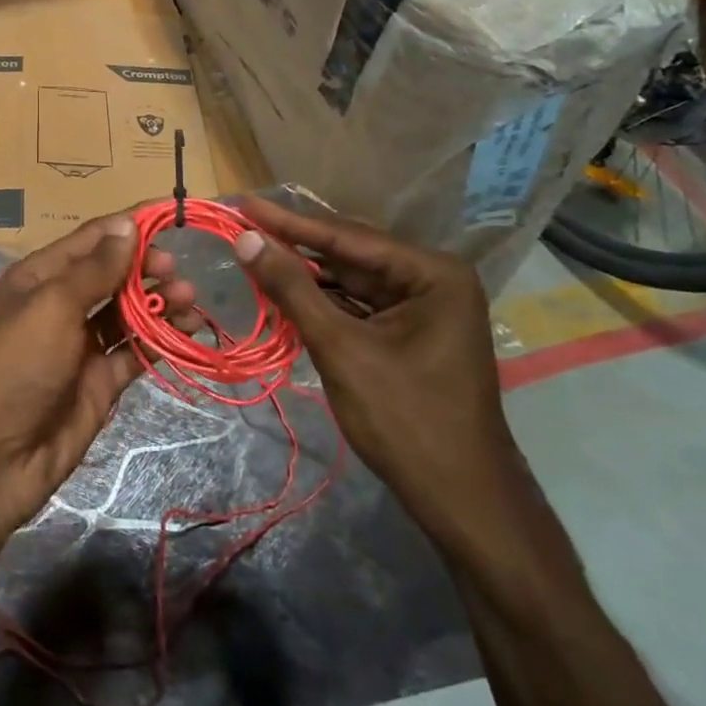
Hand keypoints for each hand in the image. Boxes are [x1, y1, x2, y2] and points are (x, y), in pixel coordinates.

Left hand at [0, 211, 200, 535]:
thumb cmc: (13, 368)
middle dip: (147, 267)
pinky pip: (134, 351)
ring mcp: (80, 345)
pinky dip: (160, 339)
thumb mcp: (51, 307)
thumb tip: (128, 224)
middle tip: (178, 272)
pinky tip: (186, 331)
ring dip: (159, 302)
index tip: (173, 216)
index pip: (91, 239)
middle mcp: (61, 305)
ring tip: (189, 300)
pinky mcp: (98, 381)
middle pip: (113, 274)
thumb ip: (94, 269)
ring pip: (128, 312)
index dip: (129, 226)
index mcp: (40, 277)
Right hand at [231, 196, 524, 552]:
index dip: (288, 222)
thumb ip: (292, 289)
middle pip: (349, 254)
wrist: (462, 502)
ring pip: (350, 279)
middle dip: (295, 245)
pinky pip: (357, 304)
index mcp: (432, 274)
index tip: (244, 203)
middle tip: (242, 225)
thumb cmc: (405, 420)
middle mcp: (433, 279)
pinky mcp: (410, 332)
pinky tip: (284, 289)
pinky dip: (321, 300)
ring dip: (304, 274)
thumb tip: (245, 239)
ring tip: (253, 254)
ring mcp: (424, 307)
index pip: (347, 237)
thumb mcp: (341, 348)